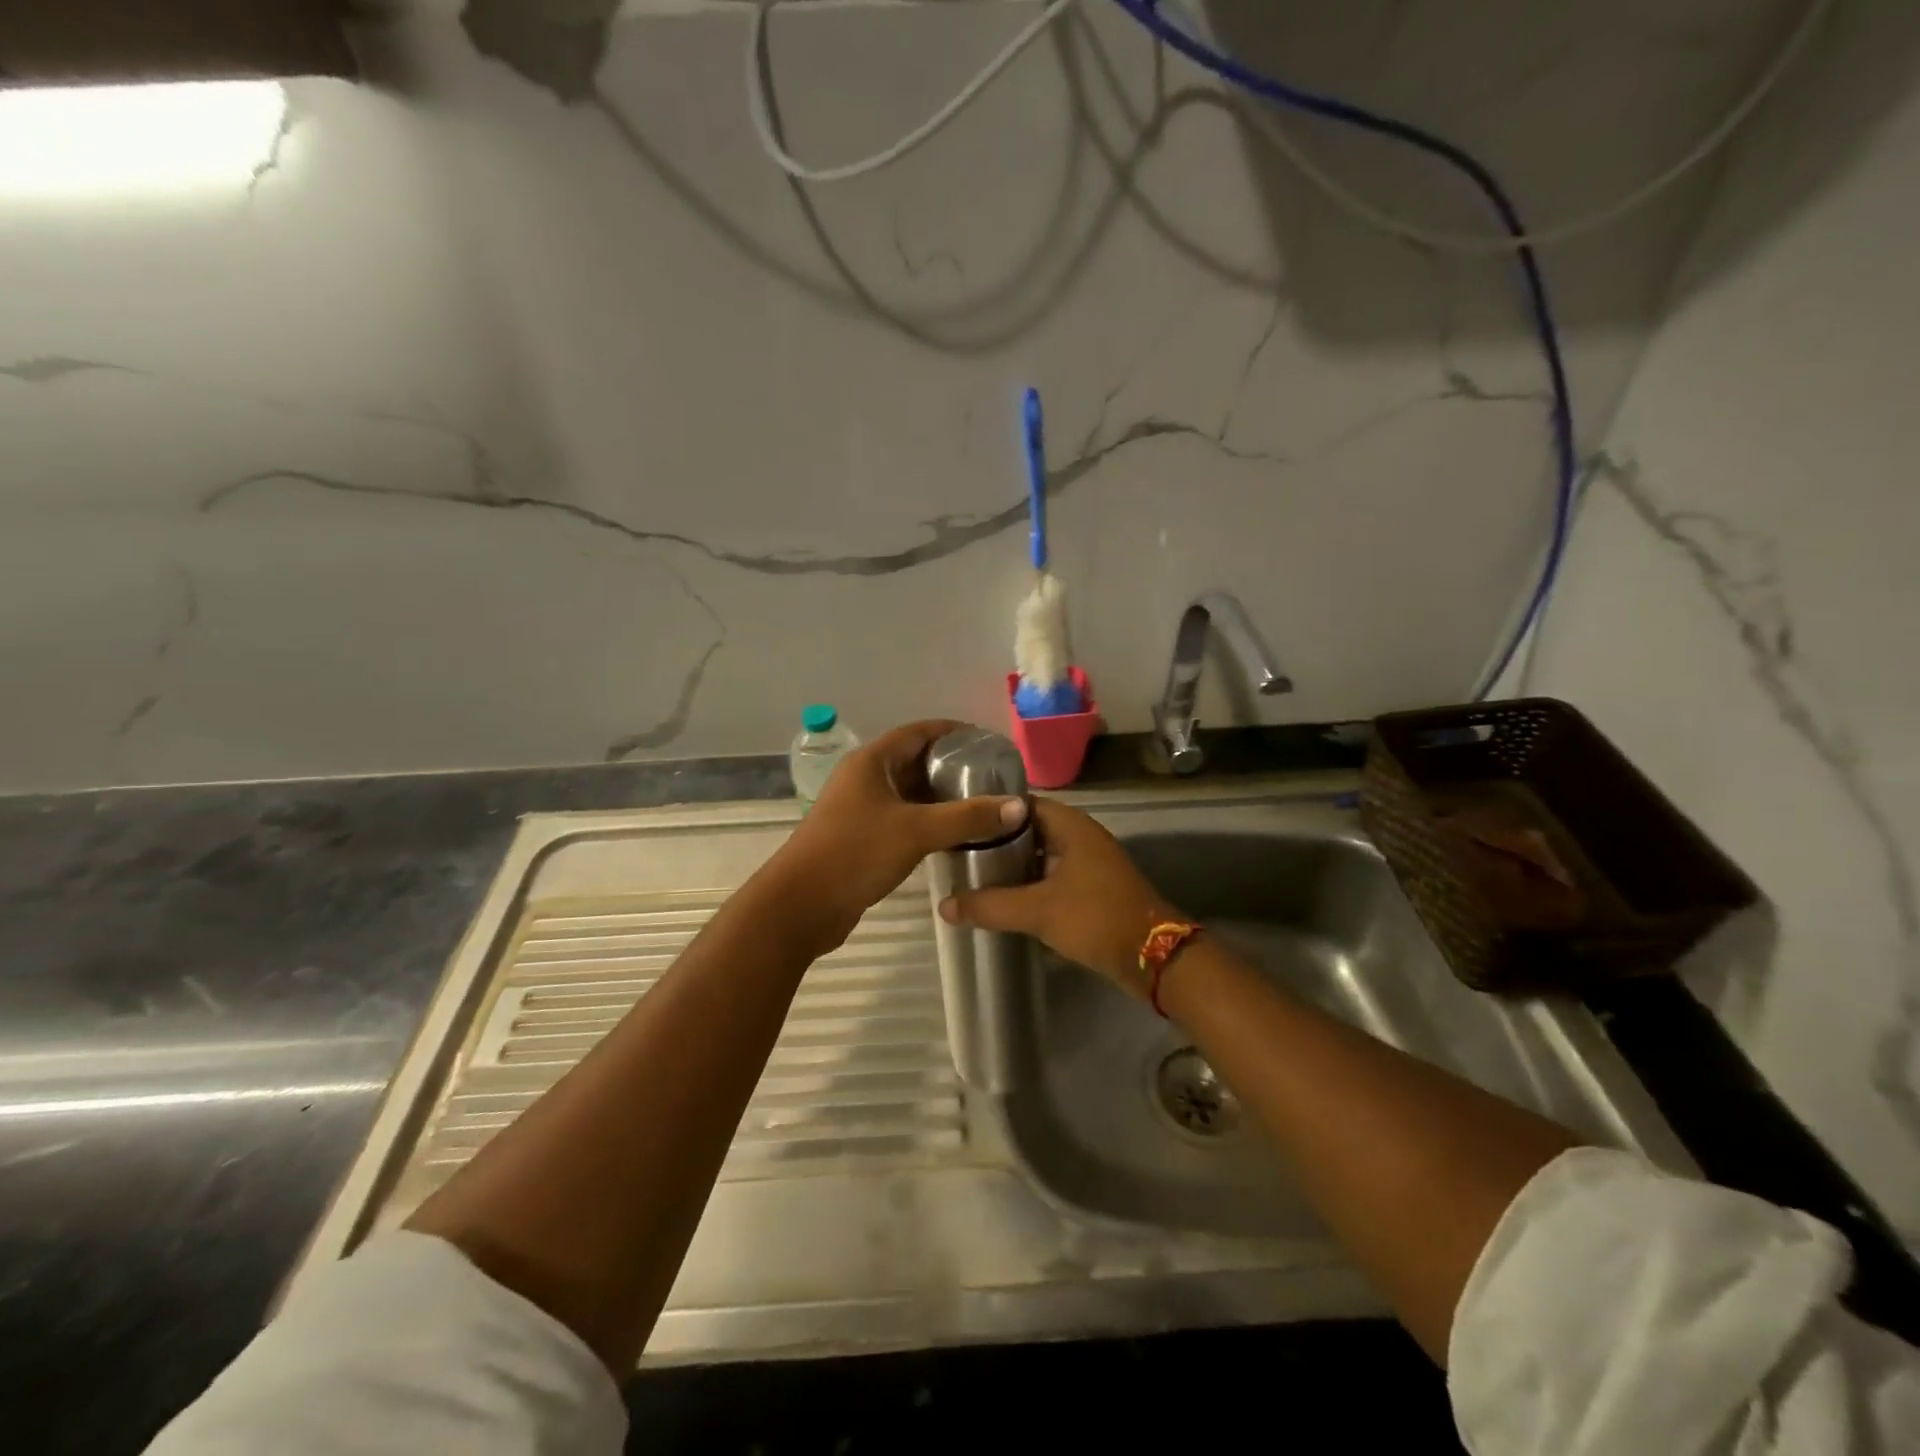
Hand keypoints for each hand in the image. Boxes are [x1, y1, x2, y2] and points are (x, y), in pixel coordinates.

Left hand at [769, 720, 1027, 947]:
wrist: (801, 906)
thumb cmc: (855, 853)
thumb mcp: (916, 831)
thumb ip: (968, 817)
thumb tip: (1018, 807)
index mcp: (871, 762)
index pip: (919, 732)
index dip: (953, 732)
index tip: (989, 742)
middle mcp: (864, 779)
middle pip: (915, 761)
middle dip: (952, 768)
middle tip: (993, 779)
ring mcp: (860, 809)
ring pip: (909, 794)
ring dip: (941, 798)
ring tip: (982, 806)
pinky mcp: (861, 838)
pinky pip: (902, 820)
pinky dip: (928, 822)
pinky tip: (955, 836)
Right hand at [938, 799, 1177, 998]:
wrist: (1155, 957)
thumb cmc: (1096, 918)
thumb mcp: (1038, 910)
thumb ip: (990, 905)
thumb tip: (944, 905)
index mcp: (1070, 825)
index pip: (1020, 803)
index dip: (989, 810)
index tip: (958, 821)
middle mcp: (1080, 835)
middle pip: (1028, 828)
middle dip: (996, 840)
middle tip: (957, 851)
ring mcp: (1088, 862)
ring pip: (1040, 854)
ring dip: (1011, 864)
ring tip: (971, 874)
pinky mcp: (1092, 887)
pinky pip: (1051, 875)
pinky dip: (1028, 882)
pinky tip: (1003, 898)